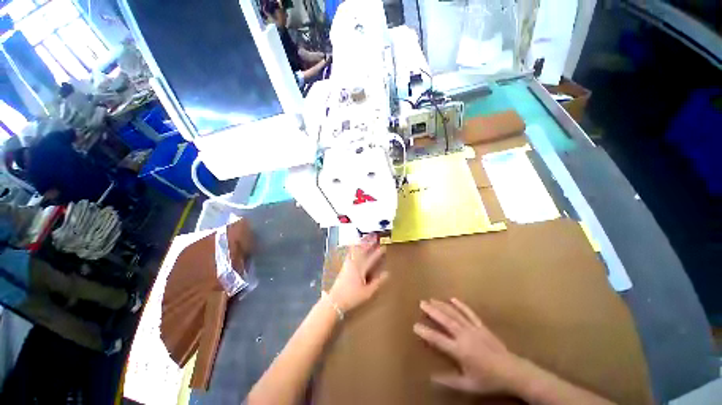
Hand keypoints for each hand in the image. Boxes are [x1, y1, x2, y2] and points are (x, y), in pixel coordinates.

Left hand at [328, 234, 387, 312]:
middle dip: (369, 243)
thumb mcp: (367, 292)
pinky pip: (349, 253)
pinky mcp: (344, 265)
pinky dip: (352, 247)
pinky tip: (353, 245)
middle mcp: (354, 263)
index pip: (371, 258)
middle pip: (363, 250)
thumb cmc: (352, 297)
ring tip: (365, 237)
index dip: (378, 253)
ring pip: (356, 250)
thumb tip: (387, 274)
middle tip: (374, 236)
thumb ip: (377, 282)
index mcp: (361, 269)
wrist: (335, 300)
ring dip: (361, 243)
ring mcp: (348, 263)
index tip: (384, 247)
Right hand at [413, 298, 524, 394]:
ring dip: (442, 306)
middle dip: (433, 311)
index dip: (426, 332)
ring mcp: (473, 329)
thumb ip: (449, 381)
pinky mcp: (481, 326)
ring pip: (455, 314)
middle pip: (445, 321)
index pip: (438, 340)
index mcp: (460, 351)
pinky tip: (453, 299)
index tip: (415, 325)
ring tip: (432, 299)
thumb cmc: (489, 380)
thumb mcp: (468, 384)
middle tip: (422, 303)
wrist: (512, 372)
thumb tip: (431, 378)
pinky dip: (461, 305)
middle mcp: (464, 336)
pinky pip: (469, 313)